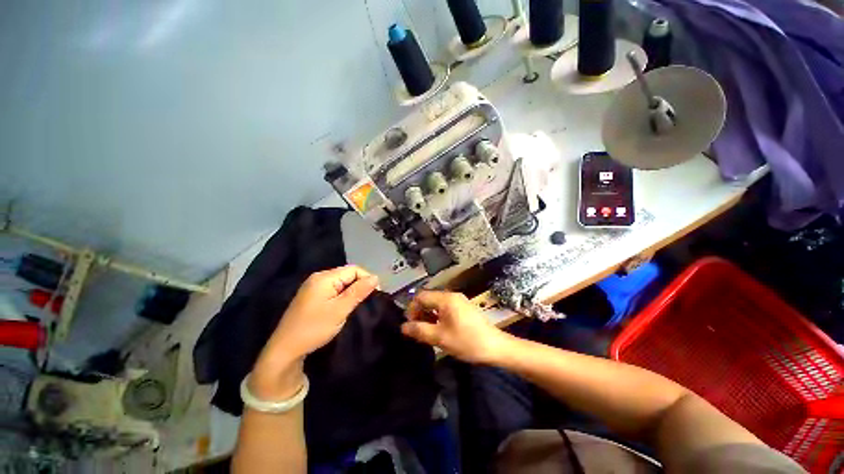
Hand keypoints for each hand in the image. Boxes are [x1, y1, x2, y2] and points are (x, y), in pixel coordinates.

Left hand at [251, 266, 378, 398]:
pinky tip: (345, 306)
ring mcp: (314, 287)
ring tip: (359, 304)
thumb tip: (376, 277)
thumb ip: (359, 291)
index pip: (354, 269)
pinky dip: (343, 296)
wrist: (285, 349)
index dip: (367, 279)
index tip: (376, 294)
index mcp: (324, 277)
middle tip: (368, 301)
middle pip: (347, 274)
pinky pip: (334, 290)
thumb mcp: (340, 309)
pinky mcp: (312, 296)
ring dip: (352, 291)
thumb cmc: (314, 328)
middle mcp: (319, 278)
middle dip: (360, 285)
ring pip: (342, 283)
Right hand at [401, 290, 509, 364]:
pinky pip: (445, 308)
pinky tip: (439, 329)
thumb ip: (420, 331)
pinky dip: (438, 316)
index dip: (412, 309)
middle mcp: (451, 295)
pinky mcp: (464, 308)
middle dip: (420, 313)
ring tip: (427, 332)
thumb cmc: (467, 341)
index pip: (421, 296)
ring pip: (436, 304)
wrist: (495, 347)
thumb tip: (403, 327)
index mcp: (445, 298)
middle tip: (418, 330)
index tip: (410, 326)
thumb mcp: (440, 338)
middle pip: (428, 299)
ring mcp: (459, 301)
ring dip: (429, 315)